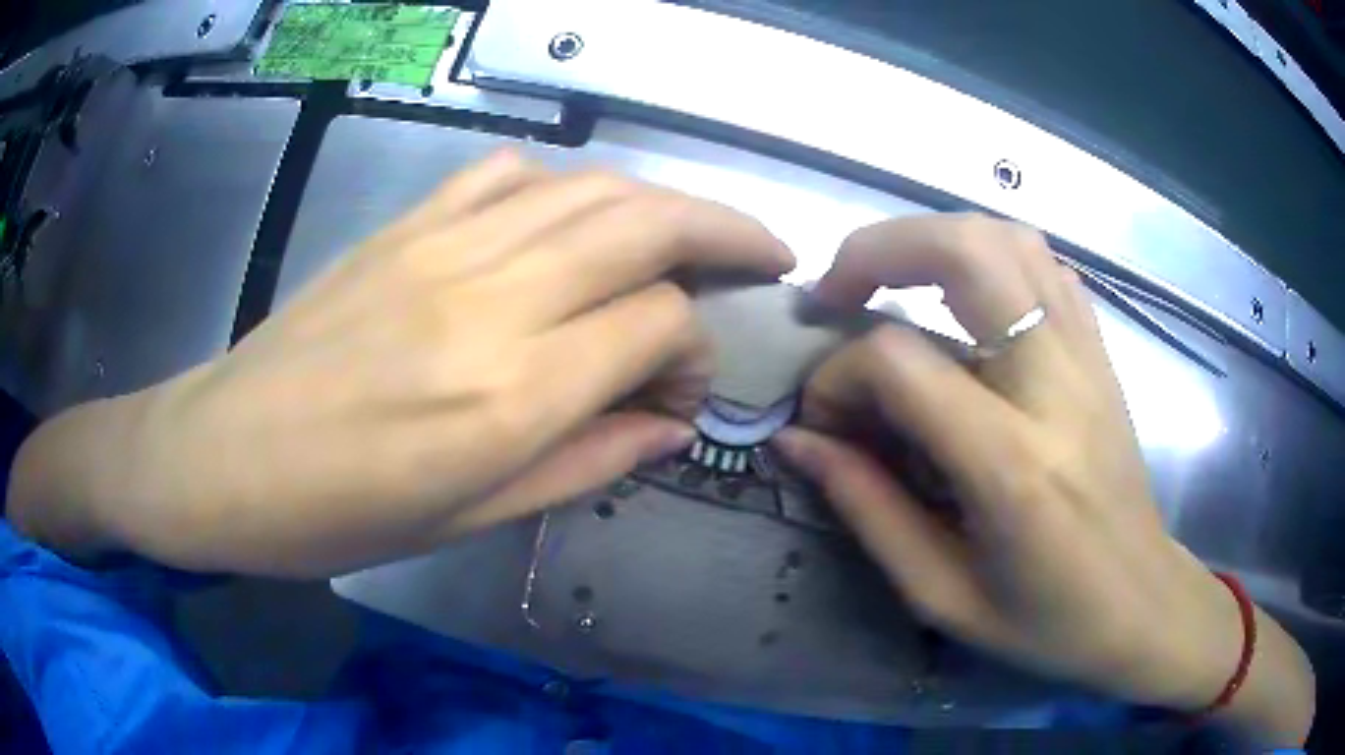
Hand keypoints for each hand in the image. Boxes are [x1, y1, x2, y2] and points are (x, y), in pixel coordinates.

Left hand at [9, 152, 792, 577]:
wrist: (221, 457)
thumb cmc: (337, 517)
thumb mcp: (468, 521)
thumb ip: (585, 461)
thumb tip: (669, 424)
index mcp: (511, 394)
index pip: (659, 325)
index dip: (695, 354)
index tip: (681, 393)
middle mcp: (491, 299)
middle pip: (647, 223)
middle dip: (728, 230)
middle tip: (768, 250)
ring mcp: (441, 246)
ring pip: (591, 187)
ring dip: (660, 202)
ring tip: (693, 232)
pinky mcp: (402, 226)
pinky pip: (506, 175)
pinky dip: (563, 185)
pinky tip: (570, 218)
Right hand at [774, 215, 1312, 743]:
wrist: (1141, 604)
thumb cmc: (1046, 620)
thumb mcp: (943, 595)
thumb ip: (867, 510)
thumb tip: (798, 441)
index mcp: (1013, 465)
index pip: (903, 362)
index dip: (839, 375)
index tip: (822, 415)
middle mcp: (1056, 386)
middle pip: (966, 251)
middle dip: (880, 250)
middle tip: (839, 292)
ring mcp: (1088, 357)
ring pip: (1008, 238)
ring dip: (935, 241)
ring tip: (894, 284)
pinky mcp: (1102, 352)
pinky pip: (1045, 266)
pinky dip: (990, 258)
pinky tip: (967, 301)